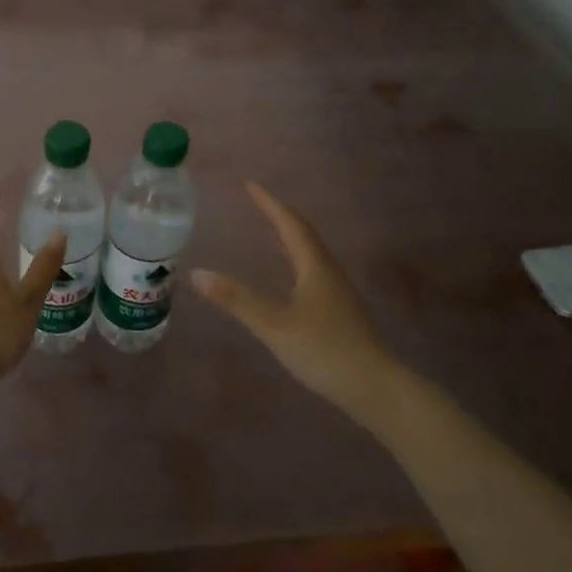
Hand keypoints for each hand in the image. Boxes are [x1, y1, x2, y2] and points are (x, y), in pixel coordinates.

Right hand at [192, 183, 396, 423]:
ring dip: (289, 237)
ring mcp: (336, 291)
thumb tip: (197, 273)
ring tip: (269, 230)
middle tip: (257, 202)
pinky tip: (288, 275)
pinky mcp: (339, 311)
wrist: (375, 388)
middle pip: (303, 234)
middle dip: (279, 215)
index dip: (269, 203)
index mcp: (314, 266)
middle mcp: (328, 271)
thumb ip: (237, 300)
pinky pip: (312, 270)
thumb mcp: (275, 324)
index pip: (289, 224)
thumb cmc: (324, 350)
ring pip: (310, 253)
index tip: (249, 184)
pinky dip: (295, 259)